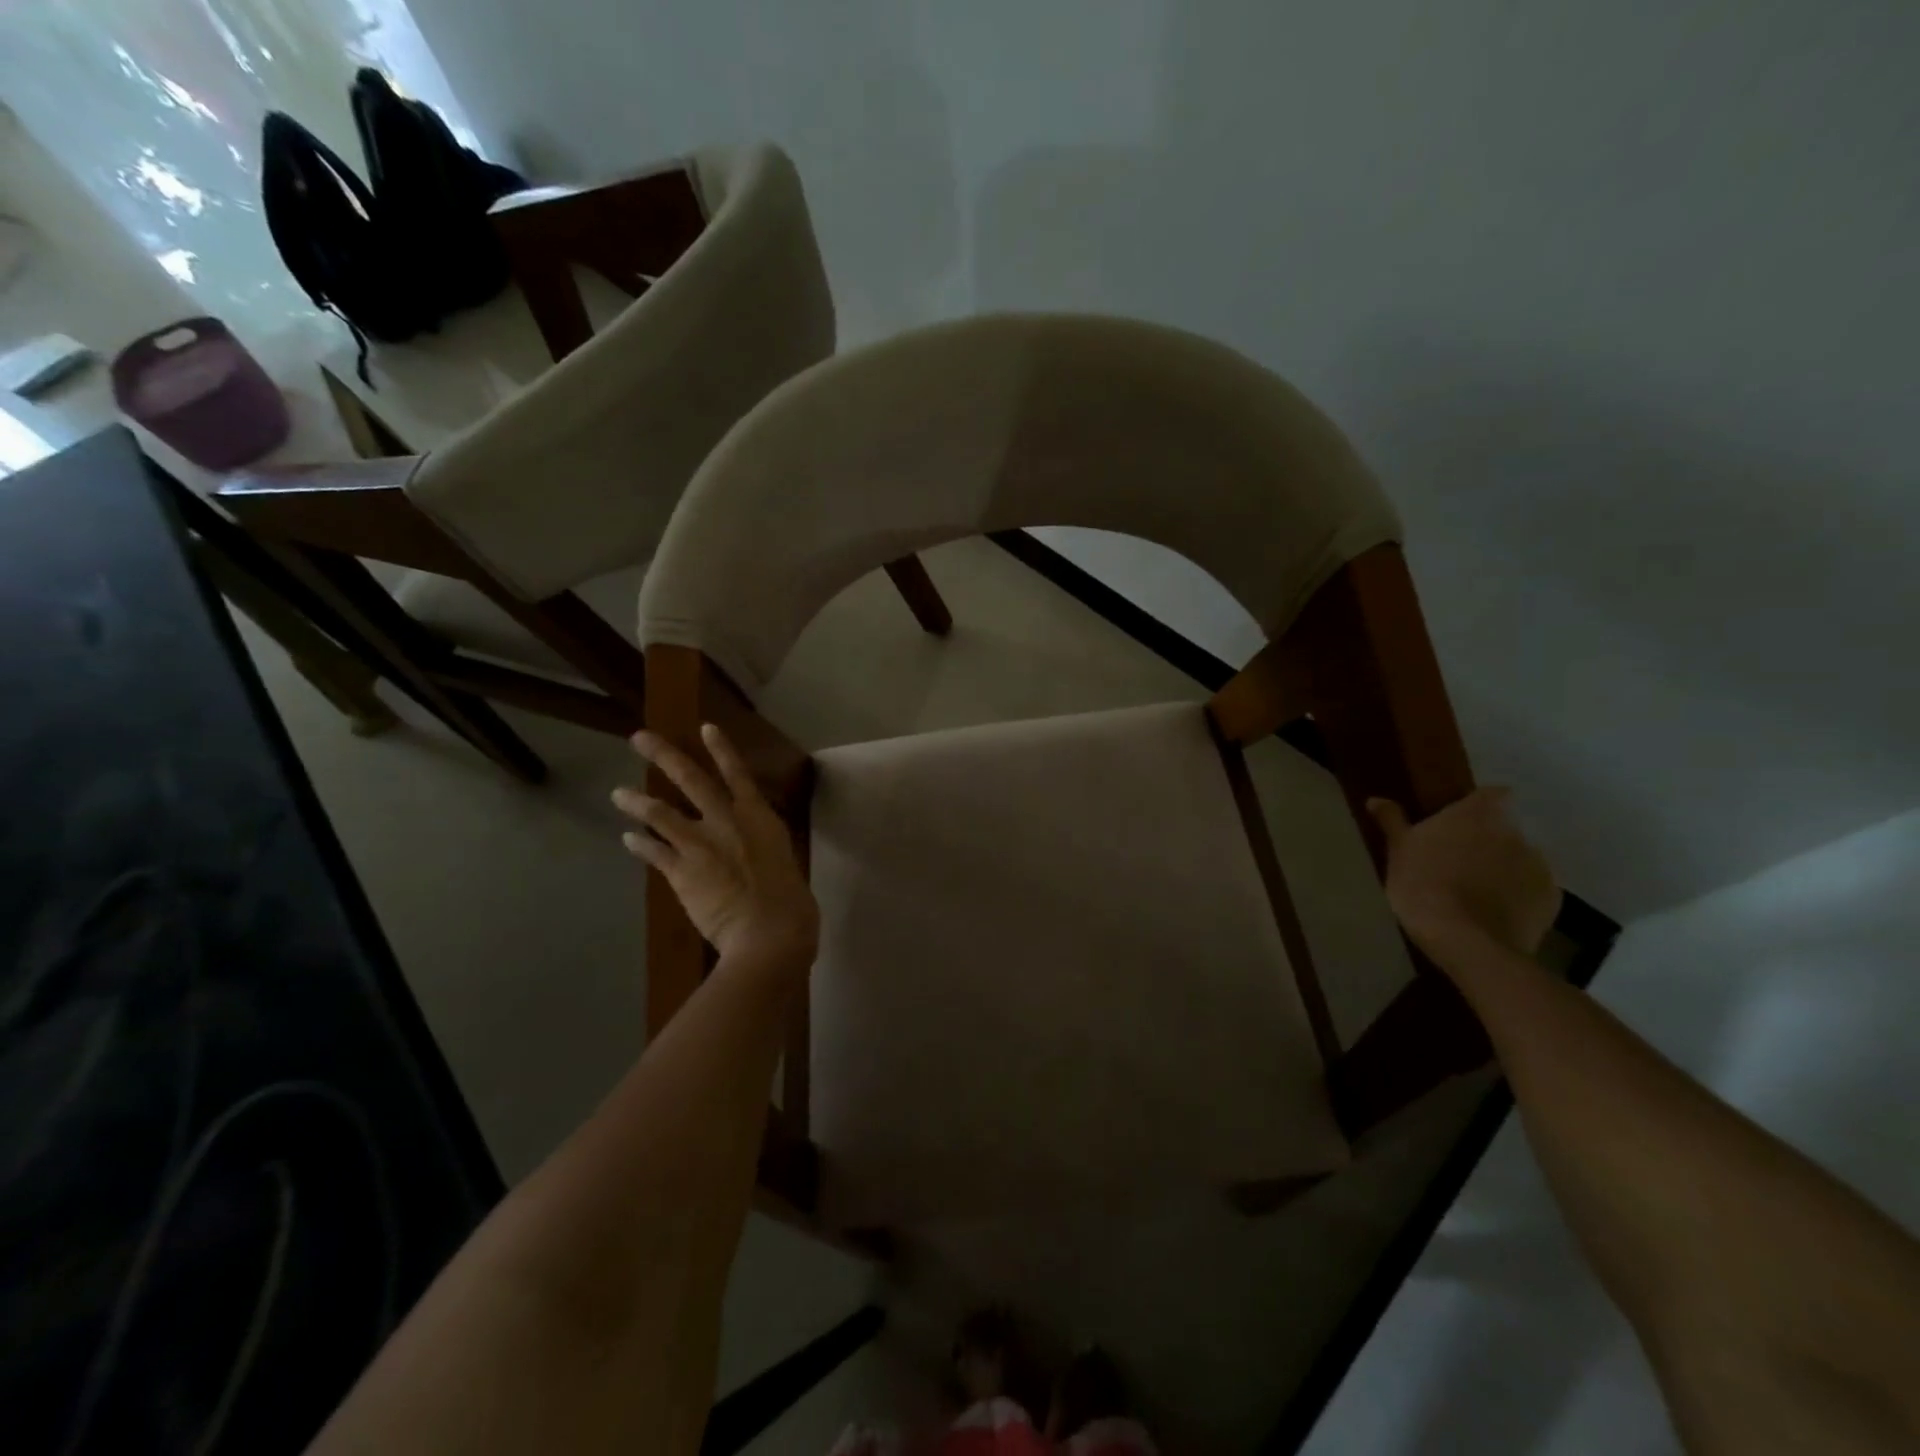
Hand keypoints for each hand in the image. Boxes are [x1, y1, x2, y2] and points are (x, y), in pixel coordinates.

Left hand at [614, 724, 819, 970]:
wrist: (769, 932)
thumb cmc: (792, 904)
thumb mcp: (785, 865)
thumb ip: (766, 852)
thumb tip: (758, 855)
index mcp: (760, 818)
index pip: (738, 774)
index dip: (721, 750)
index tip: (705, 727)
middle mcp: (727, 821)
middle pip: (691, 780)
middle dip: (664, 756)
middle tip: (639, 738)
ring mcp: (701, 844)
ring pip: (661, 813)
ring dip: (637, 802)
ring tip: (618, 794)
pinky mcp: (681, 870)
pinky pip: (654, 852)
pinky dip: (639, 844)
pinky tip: (627, 839)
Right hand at [1368, 788, 1560, 958]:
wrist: (1466, 941)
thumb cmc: (1423, 885)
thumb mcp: (1398, 851)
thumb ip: (1392, 821)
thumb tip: (1375, 799)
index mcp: (1477, 814)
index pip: (1493, 794)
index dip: (1479, 806)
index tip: (1460, 822)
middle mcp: (1515, 832)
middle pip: (1505, 828)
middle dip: (1487, 841)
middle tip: (1459, 861)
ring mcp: (1539, 866)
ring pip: (1520, 859)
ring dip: (1504, 868)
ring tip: (1477, 892)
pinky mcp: (1552, 899)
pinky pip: (1533, 889)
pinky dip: (1518, 896)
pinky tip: (1494, 913)